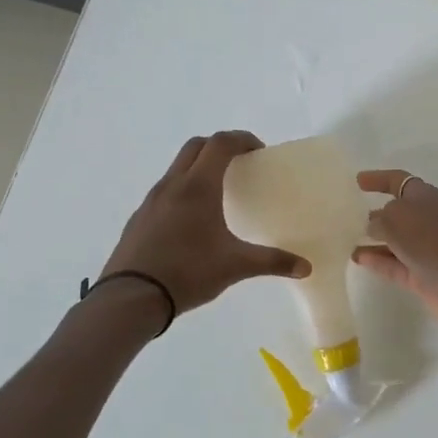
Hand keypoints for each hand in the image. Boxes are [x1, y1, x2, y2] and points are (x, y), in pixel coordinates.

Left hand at [102, 131, 310, 316]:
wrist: (131, 298)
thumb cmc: (188, 272)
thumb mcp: (236, 266)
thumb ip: (273, 262)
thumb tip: (306, 268)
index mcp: (198, 187)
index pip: (220, 144)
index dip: (242, 140)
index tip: (259, 151)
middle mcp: (173, 185)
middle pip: (195, 146)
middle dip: (219, 147)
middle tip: (240, 164)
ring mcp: (151, 200)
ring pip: (177, 167)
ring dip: (199, 167)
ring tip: (218, 192)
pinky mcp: (139, 218)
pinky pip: (165, 190)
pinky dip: (183, 190)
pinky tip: (192, 220)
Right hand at [353, 169, 437, 326]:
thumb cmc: (431, 239)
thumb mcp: (396, 218)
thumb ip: (379, 219)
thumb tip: (374, 226)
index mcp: (425, 197)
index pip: (398, 181)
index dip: (378, 179)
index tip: (357, 181)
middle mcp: (427, 219)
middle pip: (397, 212)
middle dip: (375, 213)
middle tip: (347, 215)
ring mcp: (426, 249)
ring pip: (394, 240)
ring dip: (372, 239)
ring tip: (346, 239)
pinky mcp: (423, 275)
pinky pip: (394, 264)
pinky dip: (376, 260)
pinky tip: (356, 258)